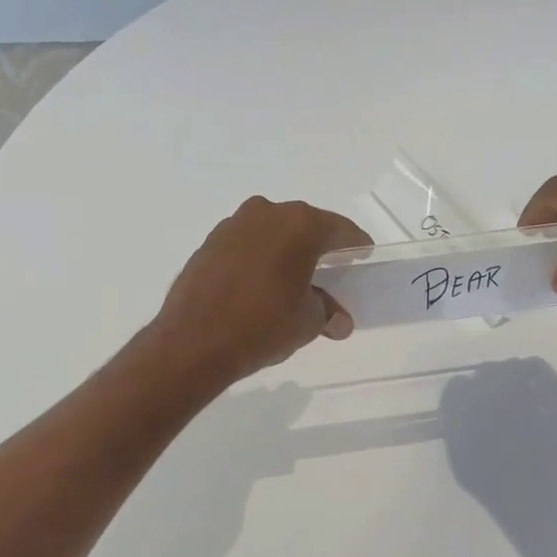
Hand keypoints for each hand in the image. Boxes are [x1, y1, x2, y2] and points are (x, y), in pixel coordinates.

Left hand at [147, 197, 370, 386]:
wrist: (193, 342)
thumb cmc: (263, 325)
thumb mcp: (307, 322)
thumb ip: (327, 312)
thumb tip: (338, 320)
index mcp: (300, 226)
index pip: (340, 230)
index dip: (355, 244)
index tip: (363, 255)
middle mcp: (266, 214)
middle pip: (304, 225)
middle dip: (319, 245)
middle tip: (330, 268)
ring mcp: (233, 225)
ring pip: (271, 231)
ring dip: (285, 249)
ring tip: (292, 277)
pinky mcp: (209, 243)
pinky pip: (246, 244)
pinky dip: (258, 257)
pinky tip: (259, 282)